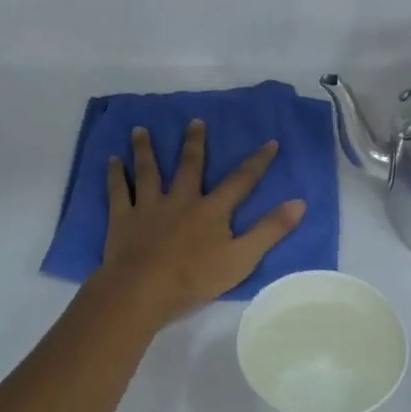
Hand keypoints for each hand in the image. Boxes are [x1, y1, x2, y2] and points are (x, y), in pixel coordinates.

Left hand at [95, 121, 305, 325]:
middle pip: (190, 166)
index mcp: (211, 210)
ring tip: (139, 129)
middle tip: (194, 121)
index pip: (241, 181)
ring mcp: (149, 207)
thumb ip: (269, 230)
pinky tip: (111, 161)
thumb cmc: (194, 278)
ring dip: (145, 149)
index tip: (270, 141)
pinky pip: (117, 192)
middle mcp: (181, 199)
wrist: (142, 290)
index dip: (257, 162)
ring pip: (148, 171)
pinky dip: (115, 175)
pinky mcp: (123, 219)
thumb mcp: (242, 258)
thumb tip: (299, 202)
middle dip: (194, 143)